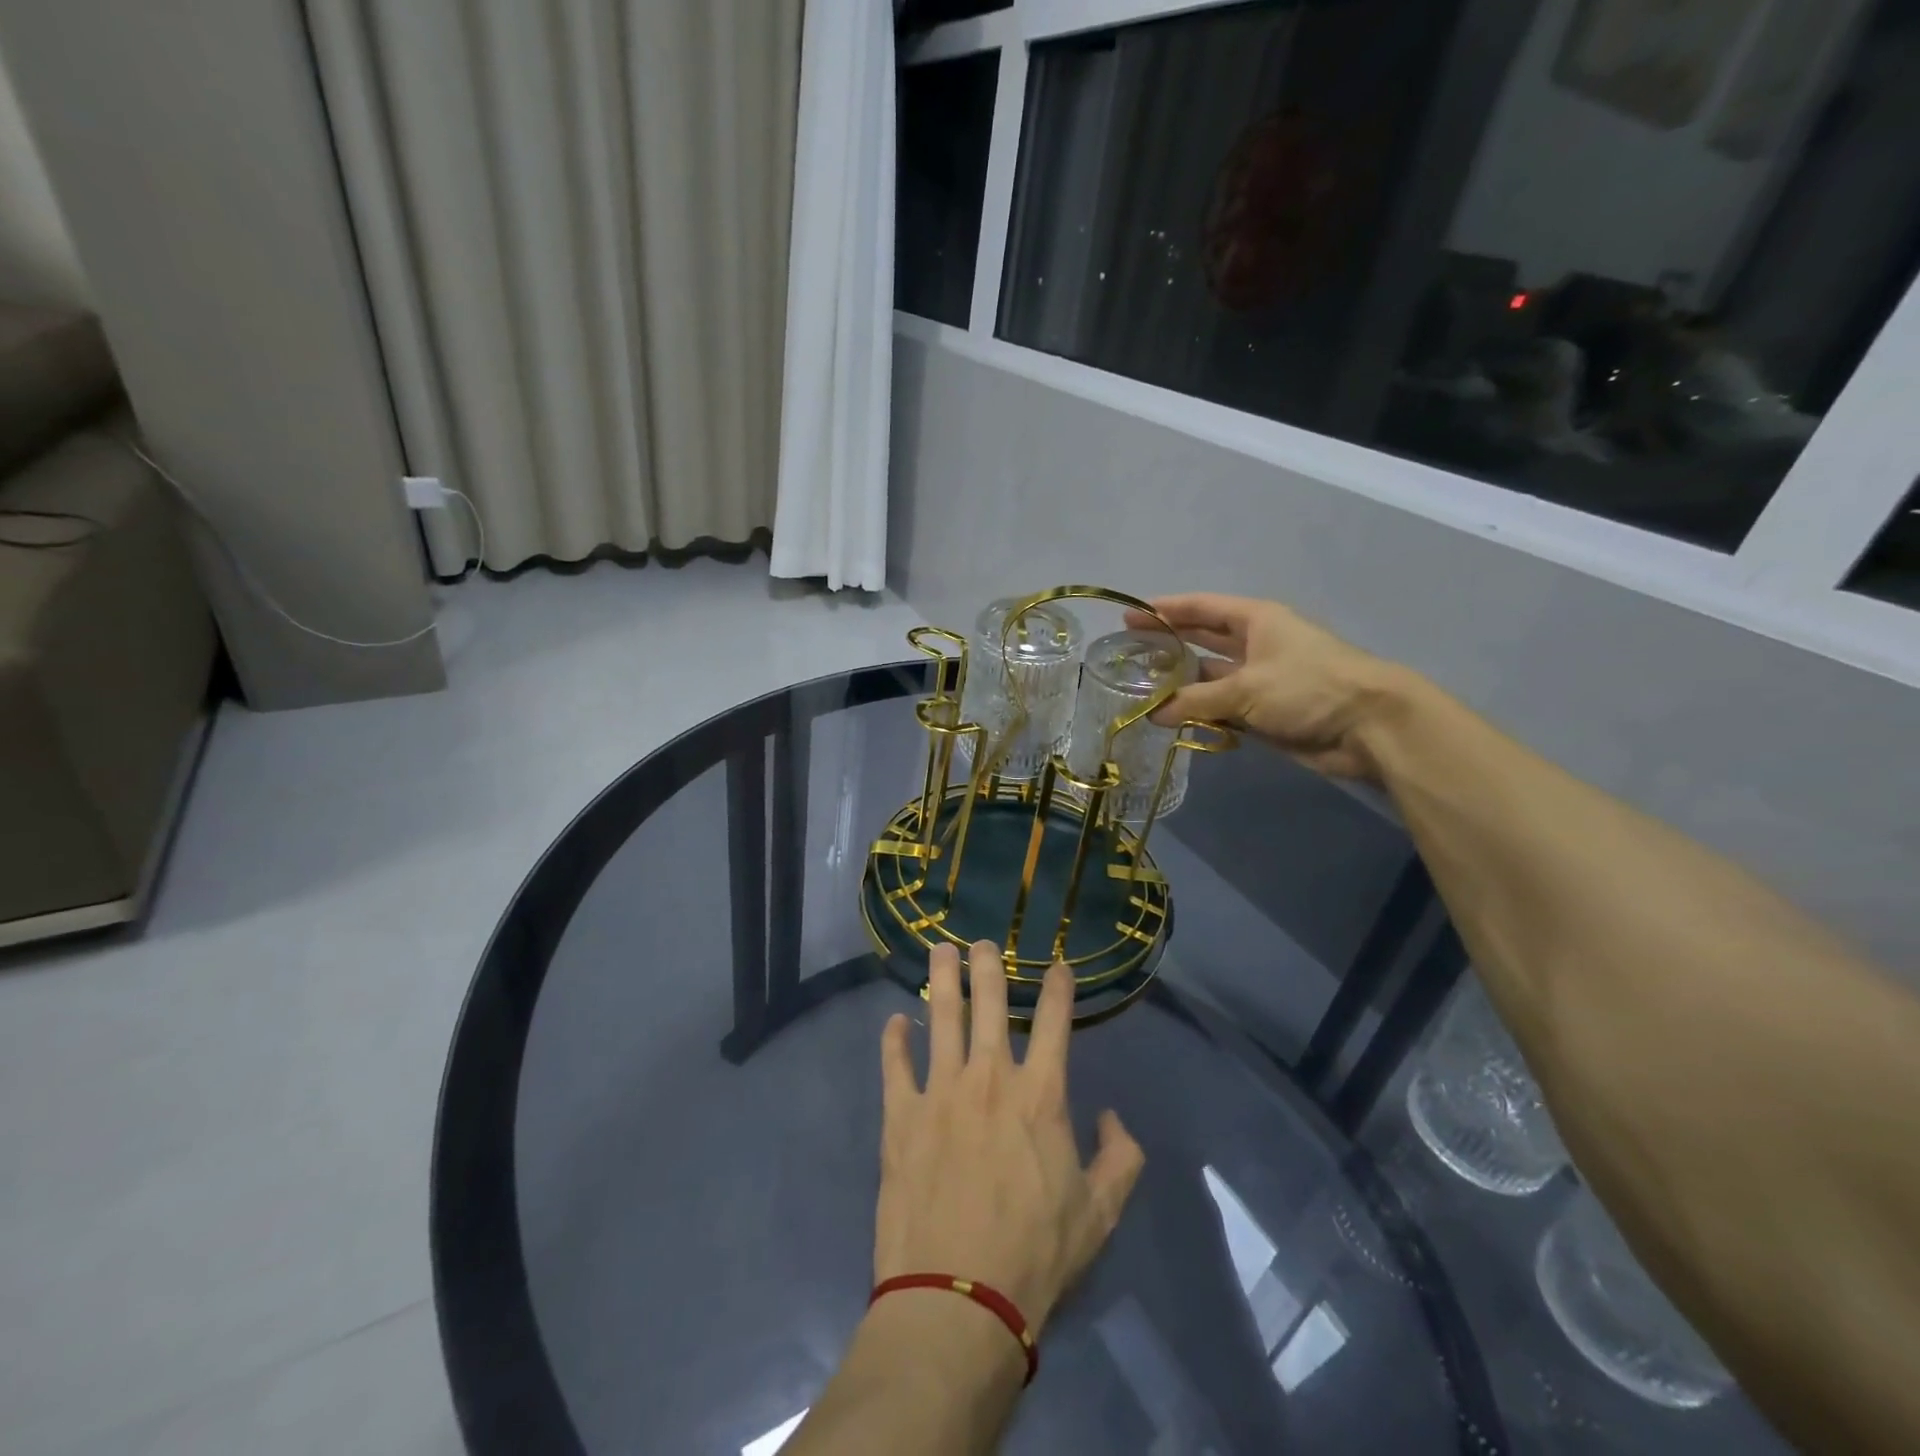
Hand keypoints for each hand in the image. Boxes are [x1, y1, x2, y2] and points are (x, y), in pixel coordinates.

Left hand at [875, 941, 1144, 1335]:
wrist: (958, 1298)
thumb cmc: (1036, 1254)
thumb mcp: (1100, 1213)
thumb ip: (1121, 1158)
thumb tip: (1114, 1118)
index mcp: (1040, 1095)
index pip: (1054, 1022)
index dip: (1058, 987)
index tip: (1058, 965)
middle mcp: (990, 1078)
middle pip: (989, 1003)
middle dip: (988, 965)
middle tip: (982, 941)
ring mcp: (940, 1092)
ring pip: (942, 1018)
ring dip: (942, 980)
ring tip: (940, 949)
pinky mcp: (901, 1116)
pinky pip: (895, 1065)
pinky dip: (894, 1039)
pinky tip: (895, 1021)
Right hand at [1126, 593, 1406, 779]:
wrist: (1367, 726)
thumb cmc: (1308, 687)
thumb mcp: (1245, 688)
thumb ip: (1195, 700)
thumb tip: (1153, 714)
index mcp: (1255, 620)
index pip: (1201, 608)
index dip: (1166, 610)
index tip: (1130, 614)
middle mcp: (1254, 644)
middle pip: (1202, 639)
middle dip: (1168, 643)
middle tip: (1128, 650)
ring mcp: (1259, 679)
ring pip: (1209, 678)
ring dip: (1180, 684)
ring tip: (1140, 688)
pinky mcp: (1264, 711)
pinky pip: (1222, 707)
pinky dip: (1199, 712)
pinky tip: (1171, 719)